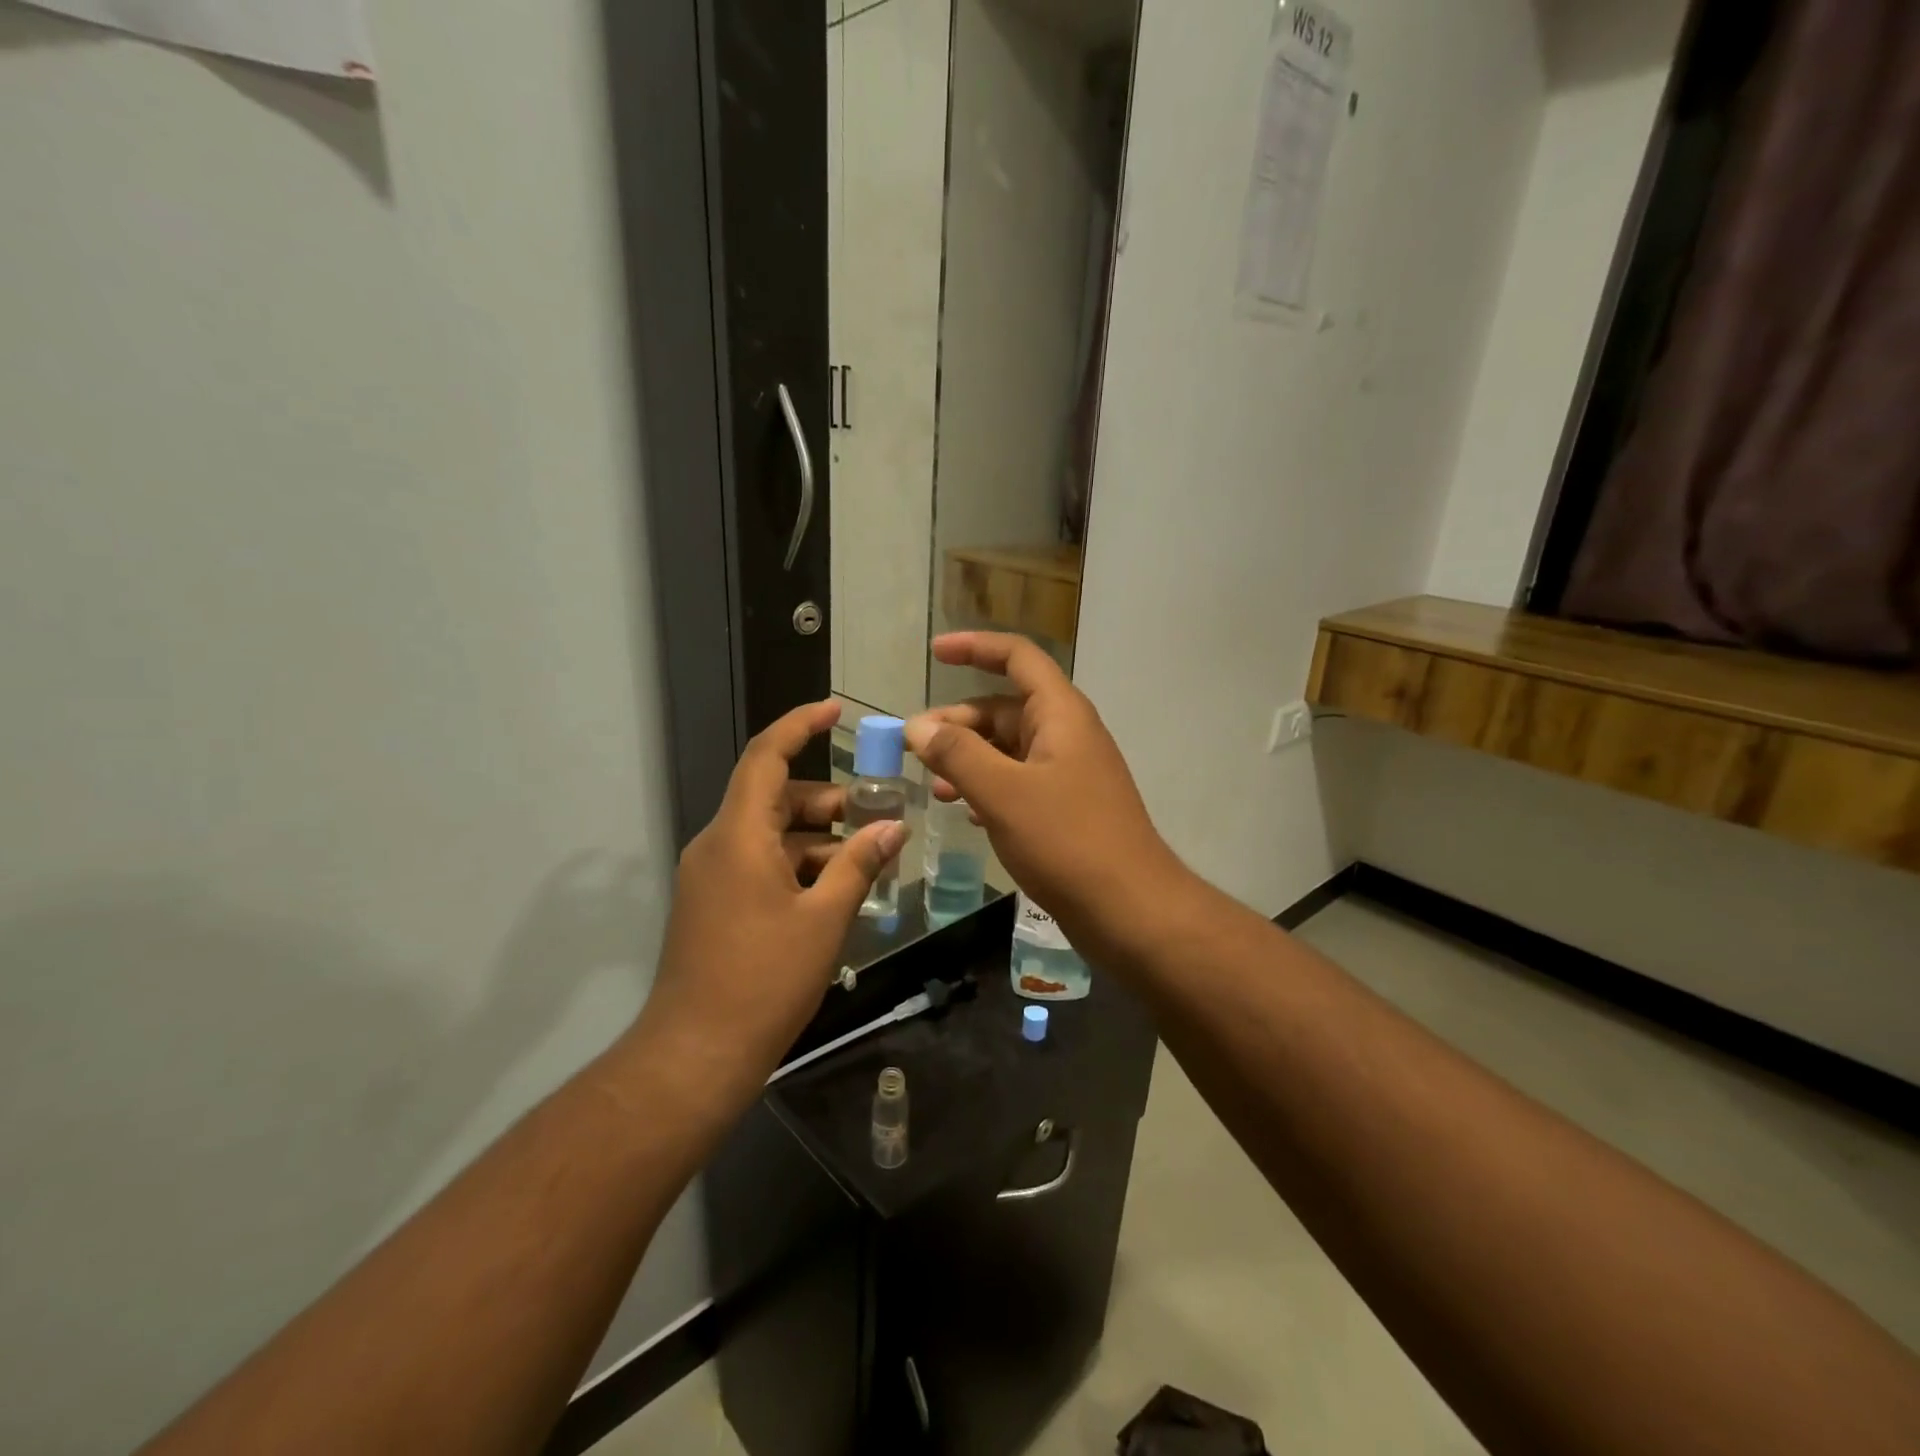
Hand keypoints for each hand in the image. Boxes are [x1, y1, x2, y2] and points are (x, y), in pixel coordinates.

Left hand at [634, 700, 906, 1109]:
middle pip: (774, 797)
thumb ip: (859, 865)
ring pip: (770, 834)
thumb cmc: (764, 979)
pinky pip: (759, 863)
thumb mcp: (824, 919)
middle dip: (827, 800)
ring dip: (816, 838)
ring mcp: (711, 876)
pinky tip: (834, 892)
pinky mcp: (713, 903)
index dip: (800, 725)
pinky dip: (797, 865)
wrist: (696, 1053)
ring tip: (864, 860)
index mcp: (738, 836)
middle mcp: (717, 845)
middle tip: (875, 814)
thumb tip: (893, 826)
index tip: (835, 710)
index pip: (766, 757)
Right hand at [905, 633, 1179, 935]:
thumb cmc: (1067, 840)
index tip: (934, 653)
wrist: (1129, 909)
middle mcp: (1067, 734)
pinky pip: (1019, 782)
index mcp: (1061, 714)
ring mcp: (1069, 773)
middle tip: (914, 747)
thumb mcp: (1003, 792)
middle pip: (1005, 707)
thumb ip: (957, 754)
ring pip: (1009, 749)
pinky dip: (988, 787)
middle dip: (958, 722)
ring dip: (969, 758)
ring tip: (932, 785)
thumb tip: (918, 726)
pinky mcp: (1067, 808)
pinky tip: (963, 810)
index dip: (975, 647)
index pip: (1018, 657)